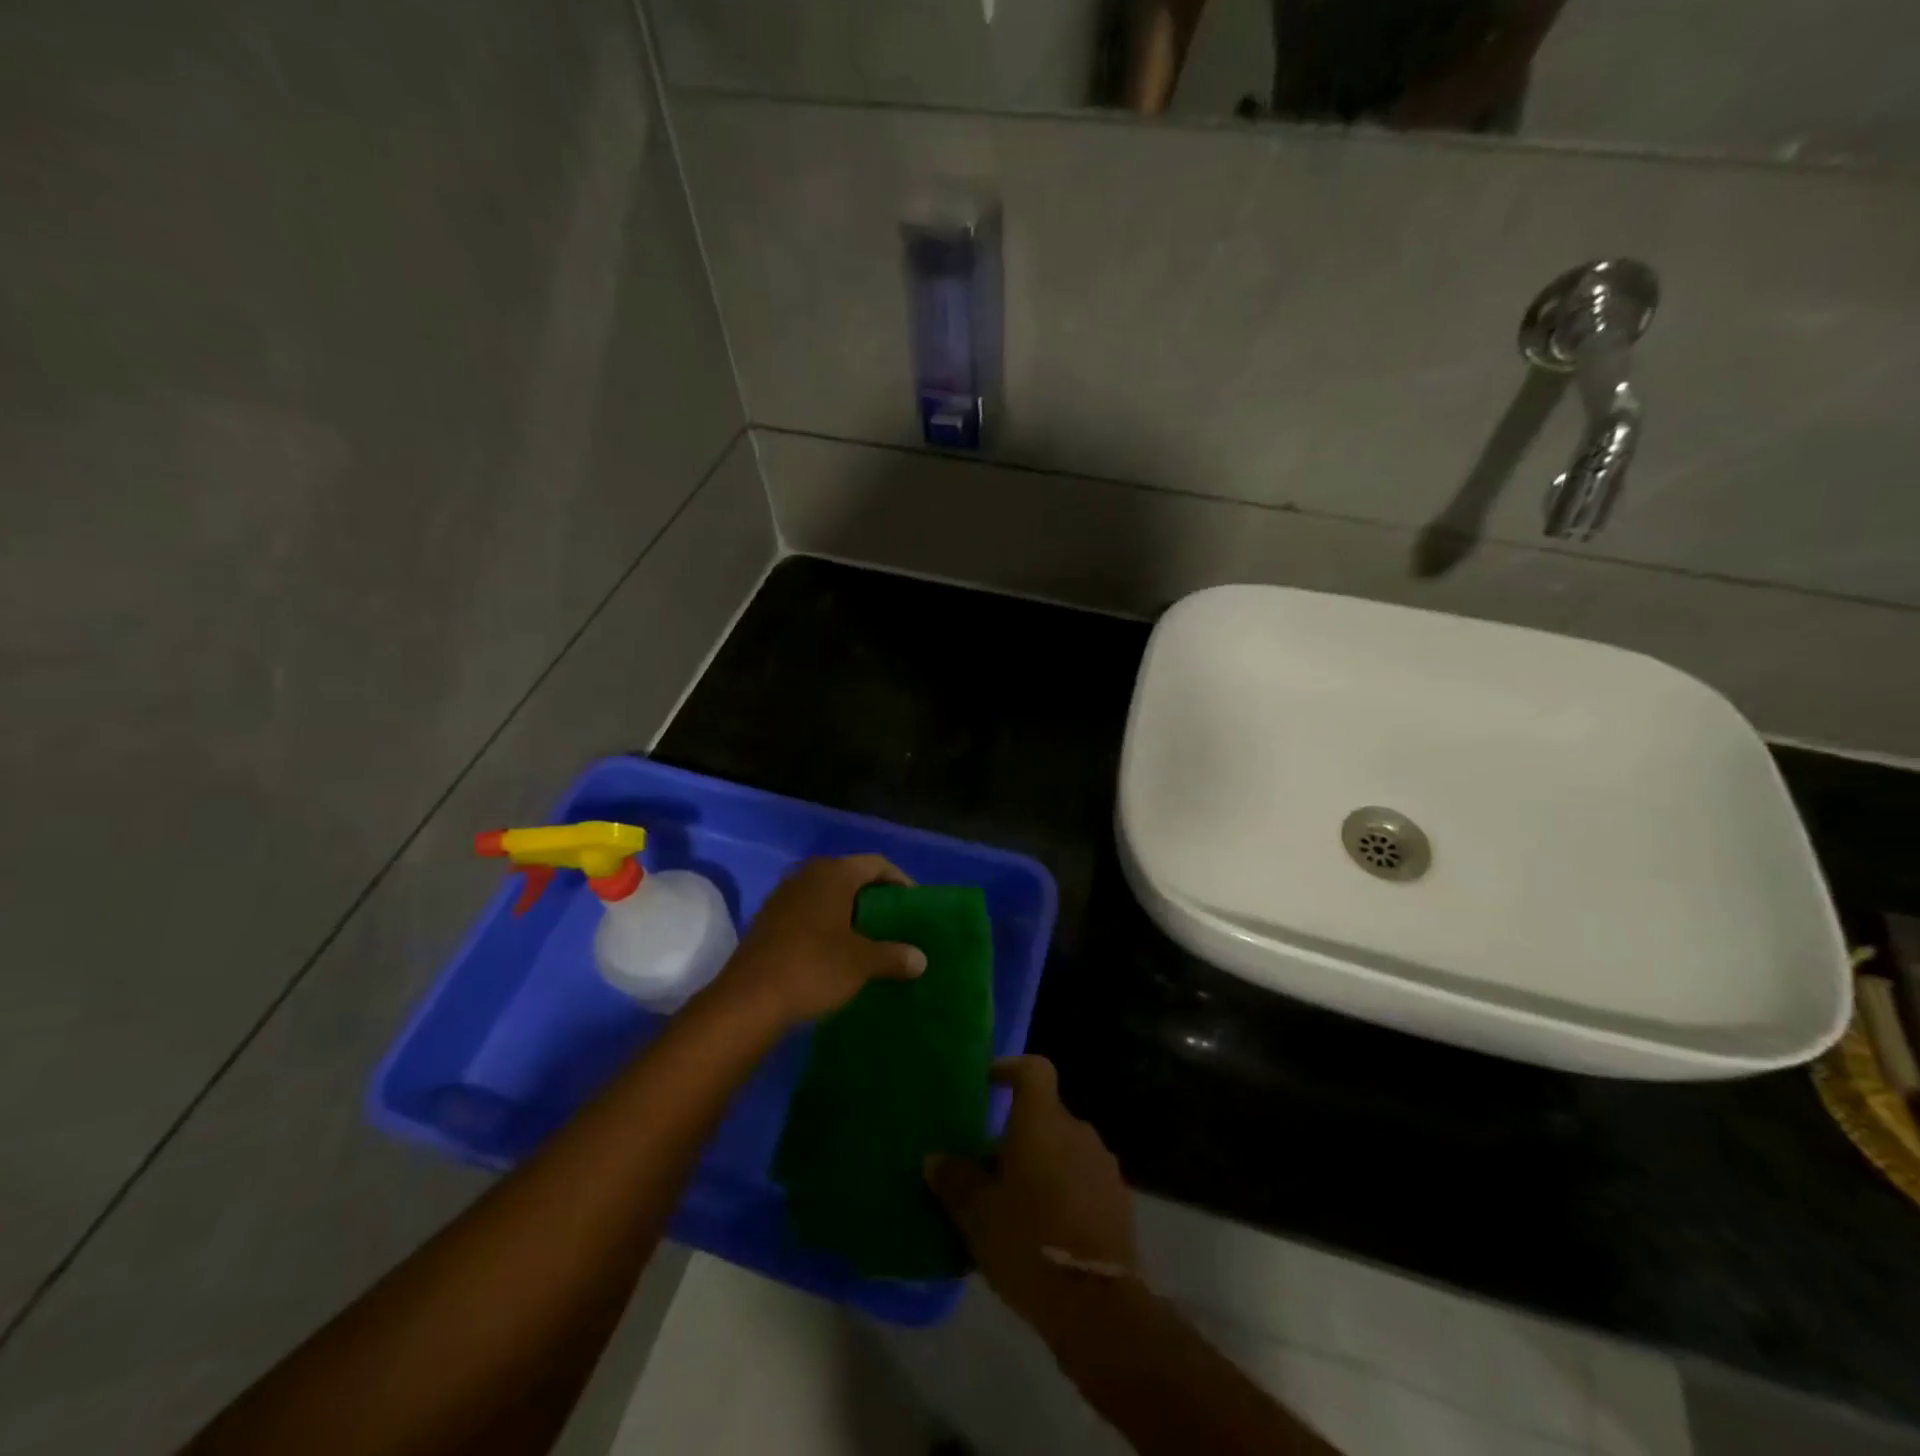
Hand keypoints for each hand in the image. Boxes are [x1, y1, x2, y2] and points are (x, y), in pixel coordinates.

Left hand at [718, 855, 926, 1027]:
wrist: (748, 1001)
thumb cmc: (813, 968)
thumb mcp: (862, 963)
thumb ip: (894, 956)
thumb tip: (921, 959)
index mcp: (833, 873)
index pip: (877, 864)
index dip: (900, 881)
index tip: (914, 906)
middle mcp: (807, 875)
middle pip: (851, 876)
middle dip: (874, 898)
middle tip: (895, 923)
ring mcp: (783, 896)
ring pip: (827, 895)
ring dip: (849, 913)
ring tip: (869, 939)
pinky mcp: (768, 920)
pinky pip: (808, 912)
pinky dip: (827, 925)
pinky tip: (836, 951)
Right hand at [925, 1056, 1138, 1338]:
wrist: (1098, 1304)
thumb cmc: (1029, 1242)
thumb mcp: (977, 1214)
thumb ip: (955, 1180)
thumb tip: (935, 1158)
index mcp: (1043, 1121)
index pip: (1034, 1069)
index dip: (1011, 1068)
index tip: (990, 1083)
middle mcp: (1077, 1131)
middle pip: (1045, 1114)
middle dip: (1019, 1133)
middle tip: (989, 1166)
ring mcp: (1103, 1165)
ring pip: (1064, 1148)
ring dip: (1042, 1164)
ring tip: (1015, 1203)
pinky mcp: (1118, 1200)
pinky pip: (1083, 1179)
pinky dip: (1063, 1191)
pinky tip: (1045, 1229)